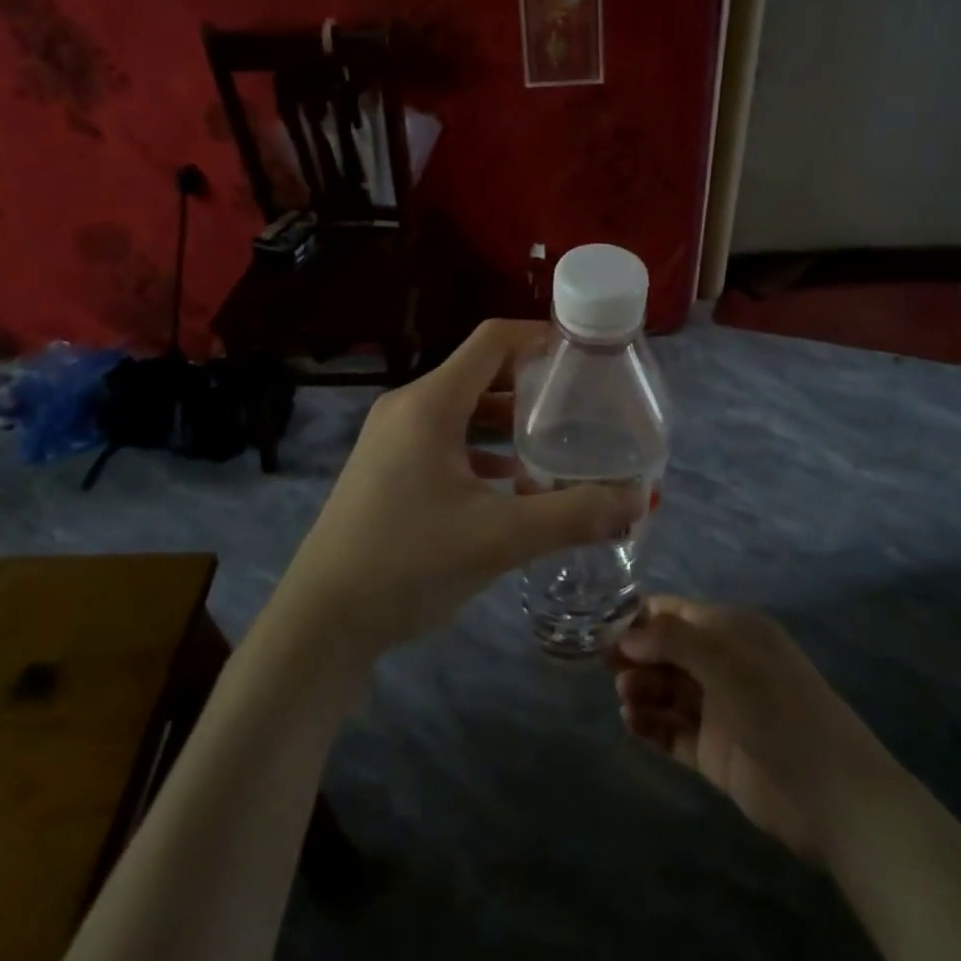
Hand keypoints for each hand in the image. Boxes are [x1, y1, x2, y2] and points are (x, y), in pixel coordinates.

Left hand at [274, 320, 636, 656]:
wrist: (321, 623)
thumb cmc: (406, 563)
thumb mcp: (499, 538)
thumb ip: (572, 515)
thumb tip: (639, 501)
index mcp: (430, 403)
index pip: (493, 340)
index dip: (541, 337)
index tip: (586, 355)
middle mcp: (409, 408)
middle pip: (482, 374)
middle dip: (534, 386)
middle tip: (585, 405)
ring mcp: (394, 441)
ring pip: (466, 413)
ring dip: (511, 425)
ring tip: (562, 446)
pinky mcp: (390, 471)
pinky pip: (448, 444)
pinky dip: (486, 453)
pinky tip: (518, 486)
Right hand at [613, 598, 904, 860]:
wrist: (834, 796)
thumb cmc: (780, 709)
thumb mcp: (727, 661)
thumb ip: (673, 640)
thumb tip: (626, 634)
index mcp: (732, 631)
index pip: (676, 612)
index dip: (640, 618)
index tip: (602, 628)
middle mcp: (724, 664)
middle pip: (667, 651)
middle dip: (636, 655)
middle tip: (606, 667)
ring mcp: (719, 710)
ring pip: (667, 691)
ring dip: (642, 689)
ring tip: (625, 699)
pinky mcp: (715, 753)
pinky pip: (674, 732)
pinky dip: (651, 726)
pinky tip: (631, 724)